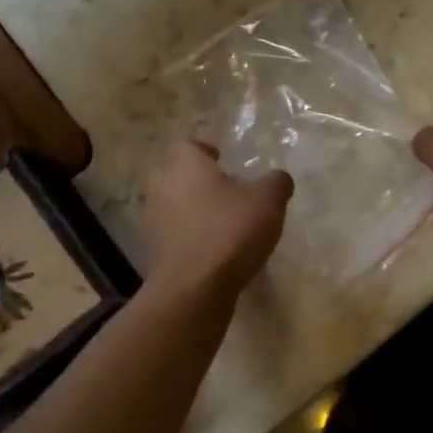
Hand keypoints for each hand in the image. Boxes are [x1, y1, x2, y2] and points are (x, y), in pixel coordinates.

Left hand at [144, 140, 292, 293]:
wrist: (195, 287)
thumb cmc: (231, 231)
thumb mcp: (268, 201)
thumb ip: (276, 183)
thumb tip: (279, 178)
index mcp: (185, 165)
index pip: (187, 144)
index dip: (205, 149)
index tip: (222, 159)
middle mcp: (162, 186)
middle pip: (177, 174)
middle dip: (199, 180)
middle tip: (227, 190)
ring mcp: (154, 220)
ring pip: (174, 204)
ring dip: (194, 210)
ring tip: (224, 222)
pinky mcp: (155, 251)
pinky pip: (175, 233)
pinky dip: (191, 236)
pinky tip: (215, 249)